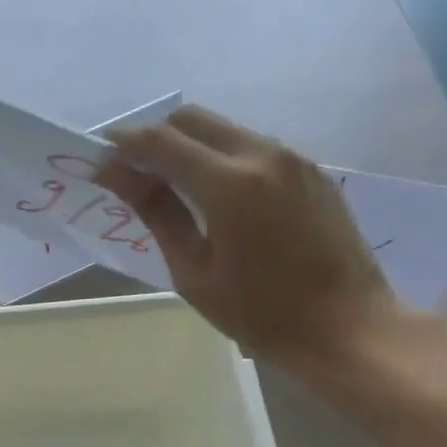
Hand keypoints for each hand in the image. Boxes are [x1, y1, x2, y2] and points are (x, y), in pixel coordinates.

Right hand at [95, 105, 401, 374]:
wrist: (345, 327)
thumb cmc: (259, 314)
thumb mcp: (194, 271)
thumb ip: (157, 213)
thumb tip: (116, 175)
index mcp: (229, 184)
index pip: (162, 142)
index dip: (125, 144)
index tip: (100, 157)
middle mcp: (262, 154)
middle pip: (192, 120)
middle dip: (155, 137)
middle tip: (133, 174)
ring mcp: (292, 158)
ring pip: (224, 130)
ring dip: (190, 147)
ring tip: (171, 188)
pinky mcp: (310, 170)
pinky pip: (252, 147)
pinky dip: (222, 158)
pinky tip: (215, 198)